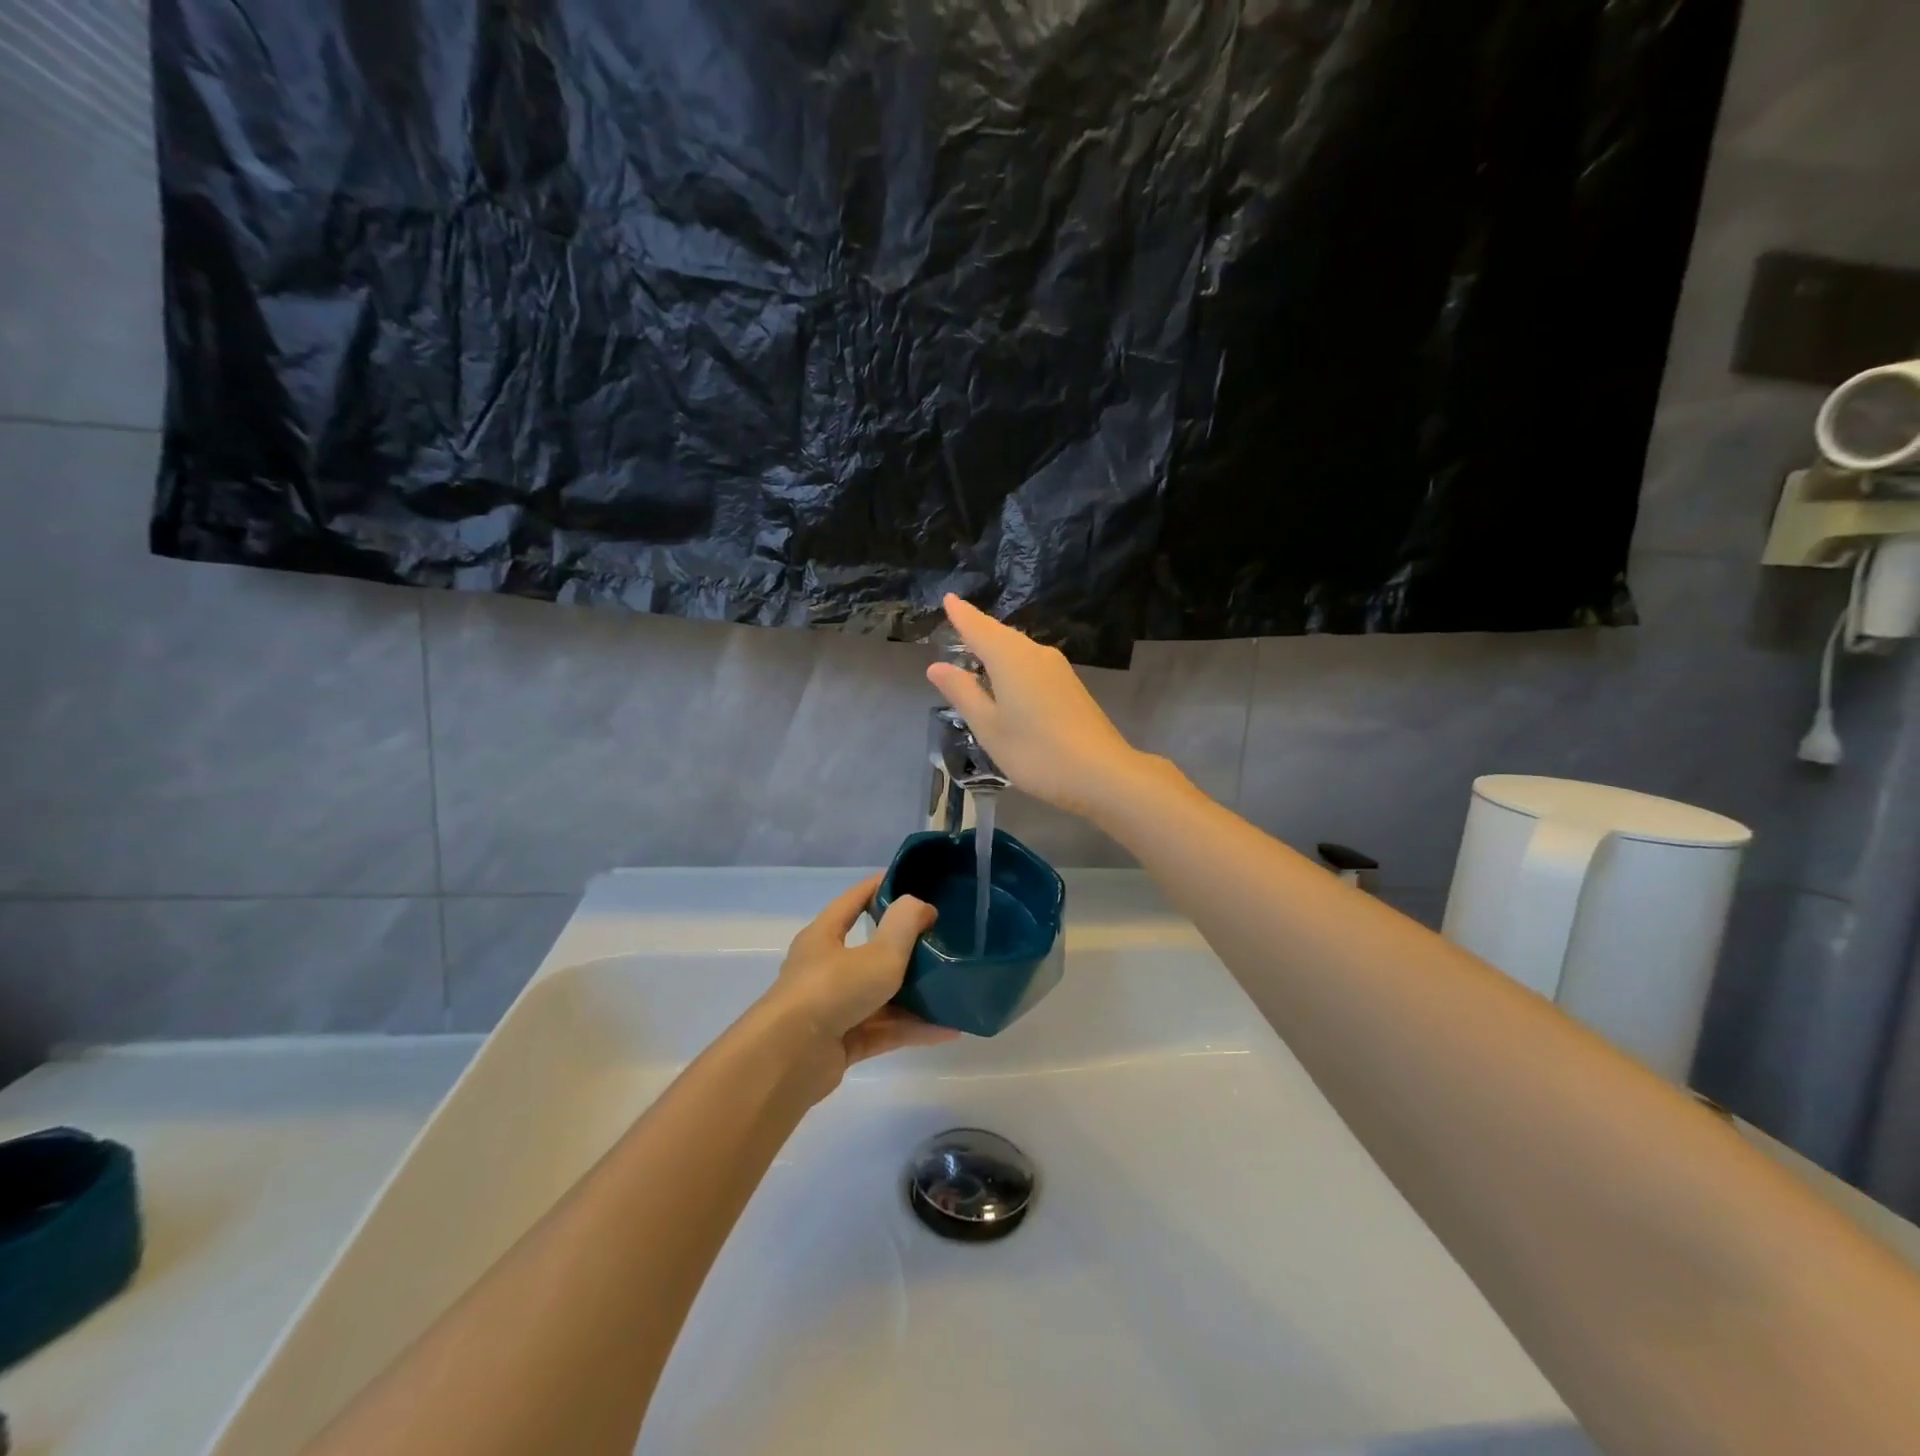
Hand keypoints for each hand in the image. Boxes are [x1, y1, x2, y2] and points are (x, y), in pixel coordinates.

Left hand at [765, 876, 954, 1095]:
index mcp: (824, 936)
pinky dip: (911, 1028)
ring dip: (915, 995)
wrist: (788, 1060)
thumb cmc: (831, 990)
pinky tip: (946, 1029)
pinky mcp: (840, 1043)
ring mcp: (832, 1008)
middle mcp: (825, 968)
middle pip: (870, 951)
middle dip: (906, 948)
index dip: (881, 887)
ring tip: (953, 991)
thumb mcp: (878, 953)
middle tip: (942, 942)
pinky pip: (882, 1029)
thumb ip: (904, 926)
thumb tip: (921, 906)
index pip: (854, 900)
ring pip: (880, 995)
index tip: (914, 882)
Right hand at [927, 594, 1147, 819]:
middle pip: (1001, 635)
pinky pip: (1032, 663)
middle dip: (978, 629)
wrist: (1102, 773)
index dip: (961, 614)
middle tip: (957, 623)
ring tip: (976, 651)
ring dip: (997, 647)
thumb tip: (937, 666)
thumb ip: (963, 693)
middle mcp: (1036, 653)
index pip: (978, 627)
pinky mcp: (1070, 685)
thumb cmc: (1036, 752)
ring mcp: (1058, 669)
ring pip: (1019, 649)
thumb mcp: (989, 727)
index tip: (948, 598)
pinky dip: (1013, 663)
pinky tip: (1008, 679)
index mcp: (1010, 658)